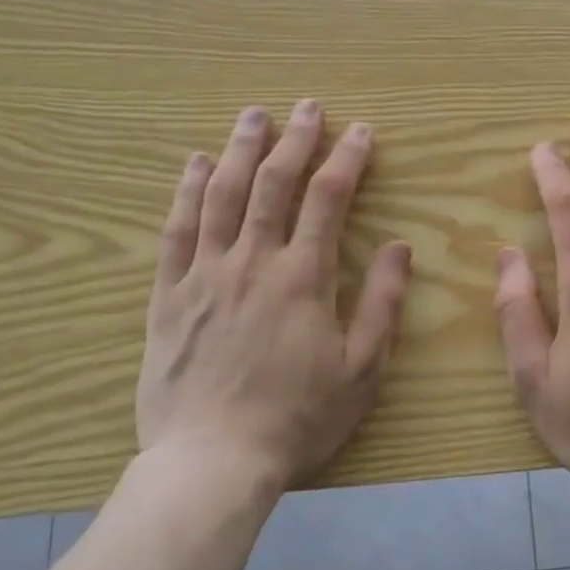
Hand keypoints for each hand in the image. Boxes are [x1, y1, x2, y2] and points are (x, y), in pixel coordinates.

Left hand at [136, 101, 411, 489]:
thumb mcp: (360, 369)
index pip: (328, 199)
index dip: (346, 159)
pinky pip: (176, 230)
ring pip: (223, 195)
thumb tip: (400, 246)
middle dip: (294, 139)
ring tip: (253, 115)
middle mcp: (253, 261)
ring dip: (241, 149)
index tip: (359, 131)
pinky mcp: (169, 295)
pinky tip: (196, 164)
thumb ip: (382, 303)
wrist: (212, 463)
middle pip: (274, 183)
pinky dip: (187, 191)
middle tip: (306, 106)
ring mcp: (205, 274)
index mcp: (303, 277)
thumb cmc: (296, 419)